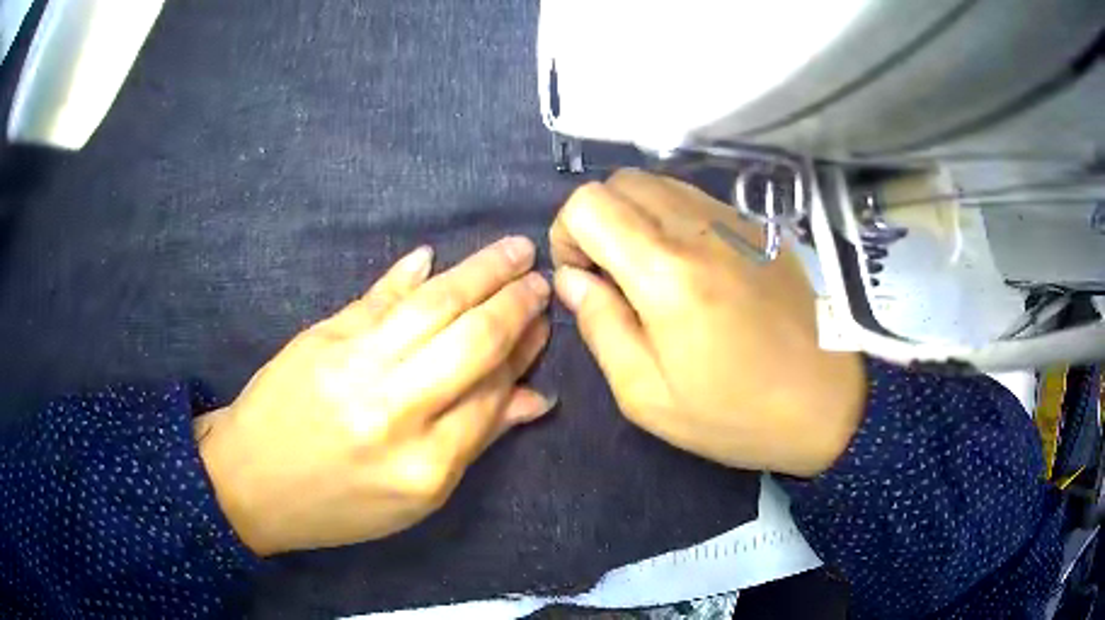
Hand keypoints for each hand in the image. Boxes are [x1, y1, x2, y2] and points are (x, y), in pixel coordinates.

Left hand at [197, 238, 553, 555]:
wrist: (252, 483)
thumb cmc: (338, 506)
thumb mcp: (415, 498)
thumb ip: (475, 441)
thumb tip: (534, 396)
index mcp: (426, 464)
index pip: (492, 392)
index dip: (524, 353)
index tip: (545, 326)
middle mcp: (396, 410)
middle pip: (472, 341)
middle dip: (516, 303)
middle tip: (541, 279)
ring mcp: (355, 365)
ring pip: (433, 306)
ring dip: (481, 271)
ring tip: (514, 250)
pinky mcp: (324, 337)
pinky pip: (378, 299)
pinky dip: (409, 275)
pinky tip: (435, 256)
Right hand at [549, 170, 864, 477]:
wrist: (827, 403)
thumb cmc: (736, 413)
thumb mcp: (648, 395)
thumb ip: (600, 326)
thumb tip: (571, 279)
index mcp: (667, 272)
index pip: (589, 204)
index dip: (567, 236)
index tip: (584, 280)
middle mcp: (699, 228)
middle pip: (619, 182)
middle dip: (597, 222)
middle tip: (612, 276)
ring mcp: (734, 221)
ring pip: (657, 182)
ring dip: (634, 217)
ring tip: (650, 273)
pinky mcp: (757, 227)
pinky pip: (694, 198)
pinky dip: (671, 218)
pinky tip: (690, 267)